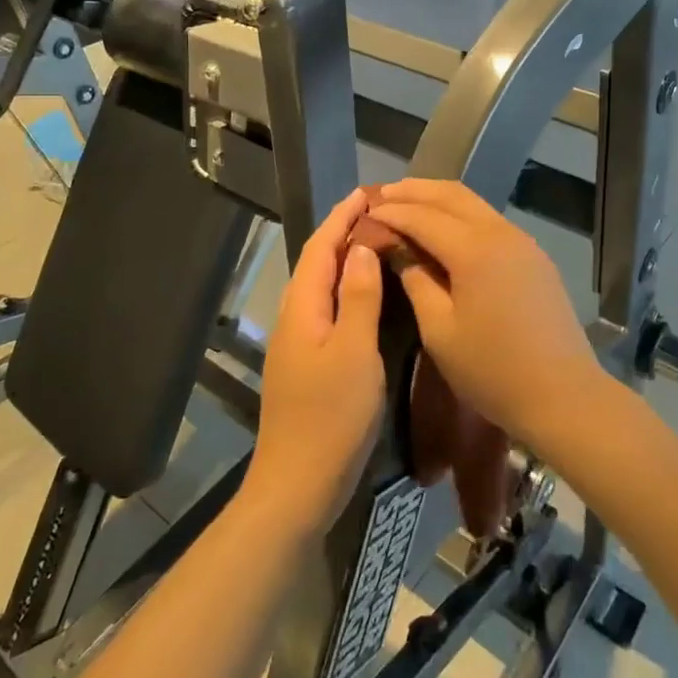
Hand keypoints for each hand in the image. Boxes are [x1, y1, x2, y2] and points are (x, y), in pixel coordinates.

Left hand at [246, 191, 386, 539]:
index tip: (369, 192)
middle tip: (382, 212)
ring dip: (346, 258)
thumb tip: (363, 247)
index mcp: (303, 307)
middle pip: (318, 261)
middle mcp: (295, 316)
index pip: (322, 246)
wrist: (298, 485)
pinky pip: (328, 307)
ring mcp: (299, 341)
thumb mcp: (355, 353)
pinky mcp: (308, 362)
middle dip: (344, 231)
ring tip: (379, 241)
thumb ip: (359, 298)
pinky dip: (348, 288)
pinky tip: (370, 295)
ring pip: (322, 285)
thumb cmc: (331, 417)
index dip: (343, 217)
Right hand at [363, 180, 603, 449]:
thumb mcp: (440, 330)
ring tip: (408, 203)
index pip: (423, 217)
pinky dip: (461, 215)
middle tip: (382, 194)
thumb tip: (398, 249)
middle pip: (452, 195)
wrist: (564, 395)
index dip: (392, 212)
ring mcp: (522, 242)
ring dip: (438, 198)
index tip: (365, 211)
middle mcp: (500, 233)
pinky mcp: (533, 256)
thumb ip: (416, 281)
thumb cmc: (492, 370)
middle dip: (414, 191)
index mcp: (474, 250)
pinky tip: (444, 228)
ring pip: (474, 203)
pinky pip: (490, 221)